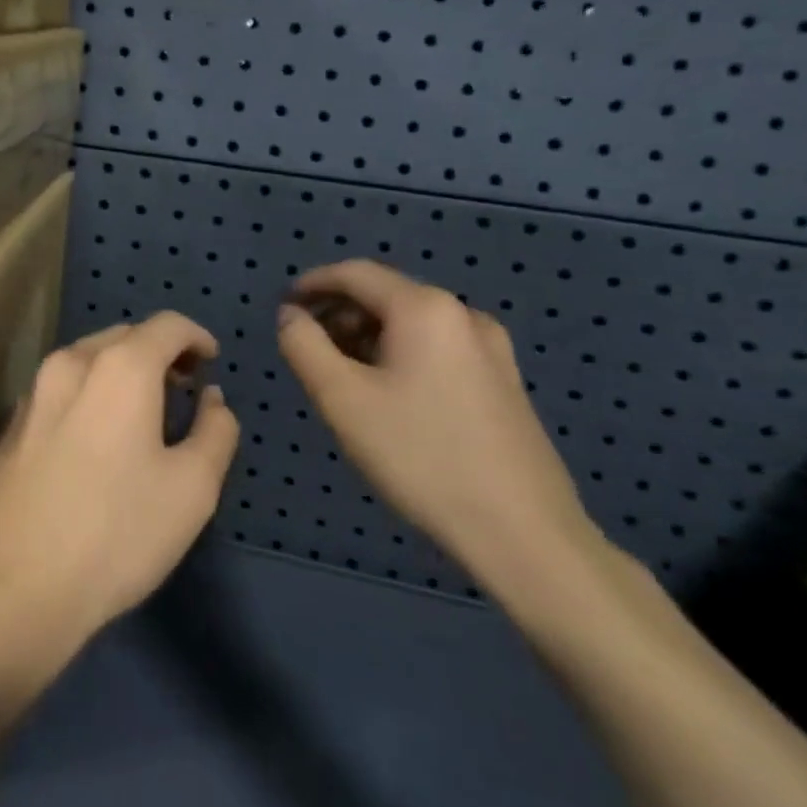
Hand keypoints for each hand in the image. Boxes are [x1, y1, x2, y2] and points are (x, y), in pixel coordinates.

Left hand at [0, 313, 240, 659]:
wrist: (16, 584)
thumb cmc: (117, 534)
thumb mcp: (193, 489)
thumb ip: (215, 431)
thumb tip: (212, 399)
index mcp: (118, 367)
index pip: (166, 325)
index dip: (196, 337)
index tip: (211, 363)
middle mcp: (70, 362)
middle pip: (124, 336)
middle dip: (160, 353)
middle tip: (184, 390)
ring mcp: (33, 391)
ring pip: (89, 359)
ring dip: (123, 371)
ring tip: (145, 413)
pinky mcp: (12, 422)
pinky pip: (62, 387)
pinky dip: (91, 391)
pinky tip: (99, 437)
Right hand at [277, 260, 599, 596]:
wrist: (523, 532)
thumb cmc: (420, 456)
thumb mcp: (341, 399)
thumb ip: (303, 346)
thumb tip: (291, 315)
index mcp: (424, 309)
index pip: (355, 274)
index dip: (313, 283)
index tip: (283, 307)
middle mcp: (463, 315)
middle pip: (385, 295)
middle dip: (339, 314)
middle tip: (307, 349)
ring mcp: (491, 349)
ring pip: (411, 324)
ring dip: (367, 336)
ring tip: (340, 377)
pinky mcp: (503, 382)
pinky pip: (436, 349)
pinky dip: (399, 355)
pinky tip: (386, 396)